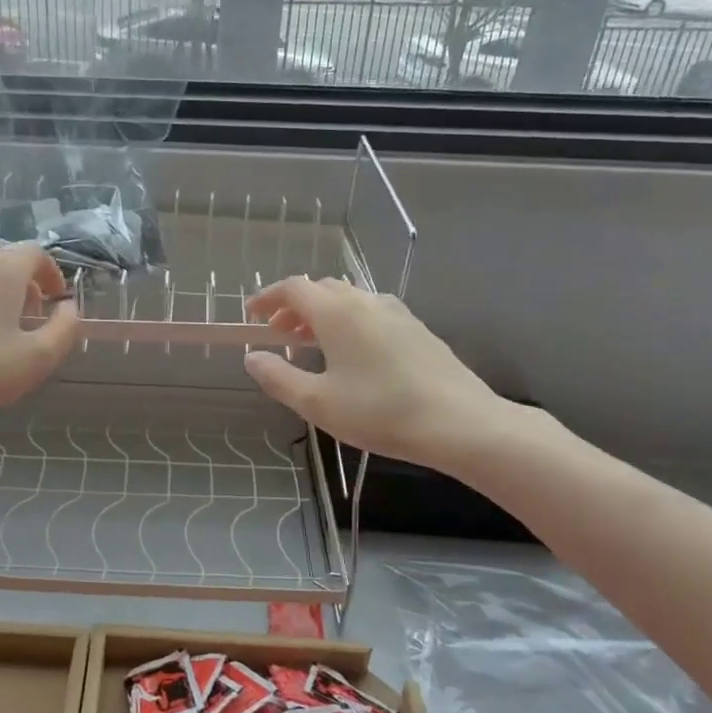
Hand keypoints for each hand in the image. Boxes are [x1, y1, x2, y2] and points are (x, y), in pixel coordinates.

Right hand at [243, 276, 518, 471]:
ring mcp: (397, 313)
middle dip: (293, 308)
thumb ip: (278, 377)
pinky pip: (371, 314)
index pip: (294, 289)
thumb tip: (252, 358)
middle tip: (278, 336)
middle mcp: (366, 302)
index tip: (251, 315)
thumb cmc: (380, 411)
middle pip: (321, 290)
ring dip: (322, 315)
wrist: (460, 423)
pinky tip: (352, 356)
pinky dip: (348, 323)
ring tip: (312, 346)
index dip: (267, 298)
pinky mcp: (417, 330)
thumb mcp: (317, 403)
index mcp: (337, 313)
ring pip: (349, 301)